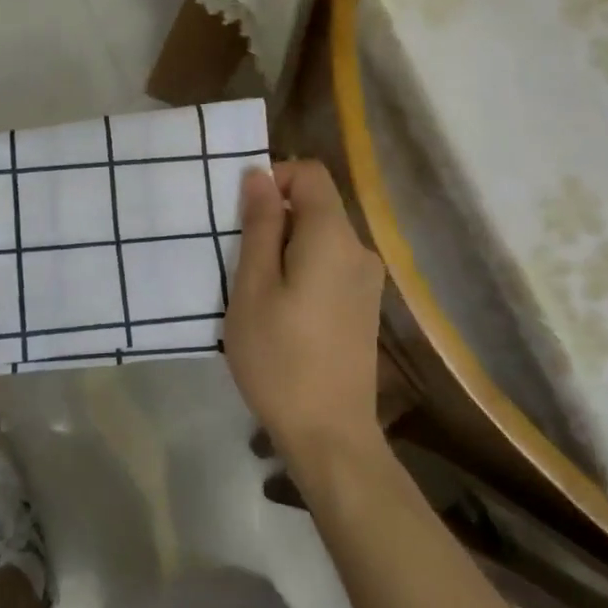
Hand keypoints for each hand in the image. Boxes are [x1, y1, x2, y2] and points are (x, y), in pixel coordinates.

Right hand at [223, 160, 386, 467]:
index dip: (275, 179)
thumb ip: (259, 225)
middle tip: (240, 258)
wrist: (330, 434)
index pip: (310, 174)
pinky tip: (281, 311)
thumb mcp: (253, 286)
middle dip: (275, 218)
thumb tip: (260, 175)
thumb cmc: (279, 356)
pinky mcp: (365, 307)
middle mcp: (360, 250)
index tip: (243, 213)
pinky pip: (330, 265)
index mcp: (333, 237)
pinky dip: (302, 269)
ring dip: (285, 247)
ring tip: (255, 290)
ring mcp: (367, 281)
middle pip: (316, 206)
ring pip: (320, 238)